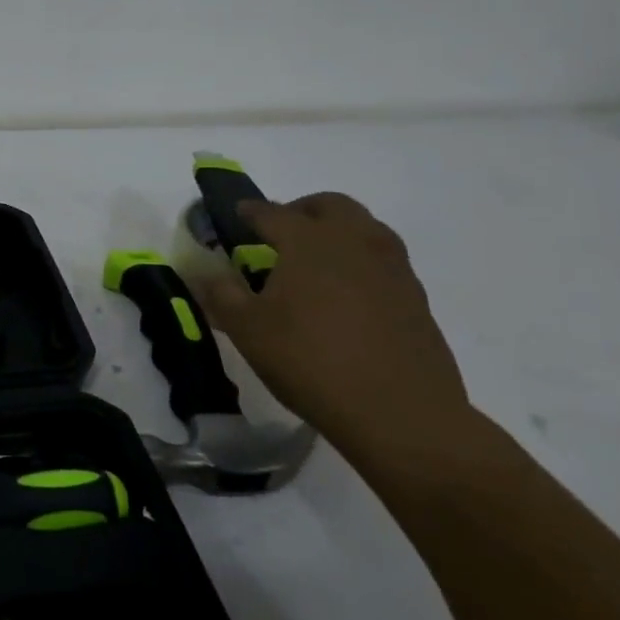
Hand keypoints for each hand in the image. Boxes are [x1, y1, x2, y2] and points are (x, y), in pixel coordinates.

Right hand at [196, 193, 471, 468]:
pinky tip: (346, 296)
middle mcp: (354, 241)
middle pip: (330, 205)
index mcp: (309, 241)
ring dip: (337, 232)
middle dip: (301, 210)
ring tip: (314, 262)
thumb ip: (220, 294)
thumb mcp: (247, 330)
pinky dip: (361, 263)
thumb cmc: (311, 362)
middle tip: (280, 233)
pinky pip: (384, 261)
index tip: (236, 214)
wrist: (401, 414)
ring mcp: (392, 268)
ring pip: (365, 228)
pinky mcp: (416, 298)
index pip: (271, 212)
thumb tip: (203, 272)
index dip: (249, 212)